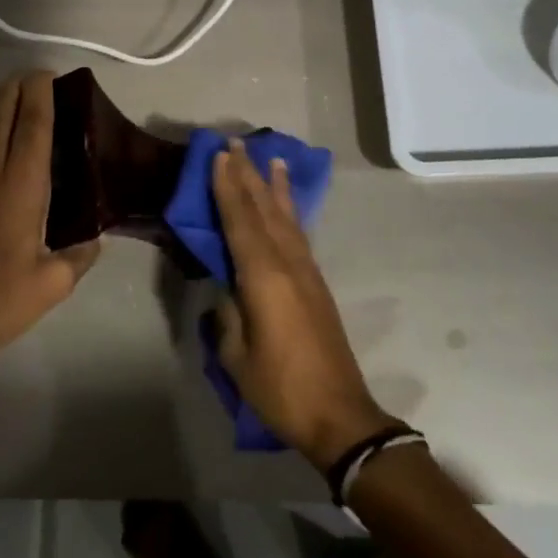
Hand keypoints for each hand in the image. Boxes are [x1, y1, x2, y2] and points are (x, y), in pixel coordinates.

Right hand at [210, 139, 394, 471]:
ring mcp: (306, 272)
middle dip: (249, 175)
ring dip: (274, 187)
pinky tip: (288, 205)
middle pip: (264, 210)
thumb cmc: (280, 387)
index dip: (227, 187)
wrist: (339, 413)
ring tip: (270, 158)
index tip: (219, 156)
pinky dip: (291, 211)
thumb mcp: (237, 356)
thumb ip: (228, 315)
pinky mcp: (316, 284)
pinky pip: (298, 234)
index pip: (240, 221)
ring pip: (286, 217)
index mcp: (263, 277)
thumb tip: (226, 288)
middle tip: (237, 143)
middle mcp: (287, 263)